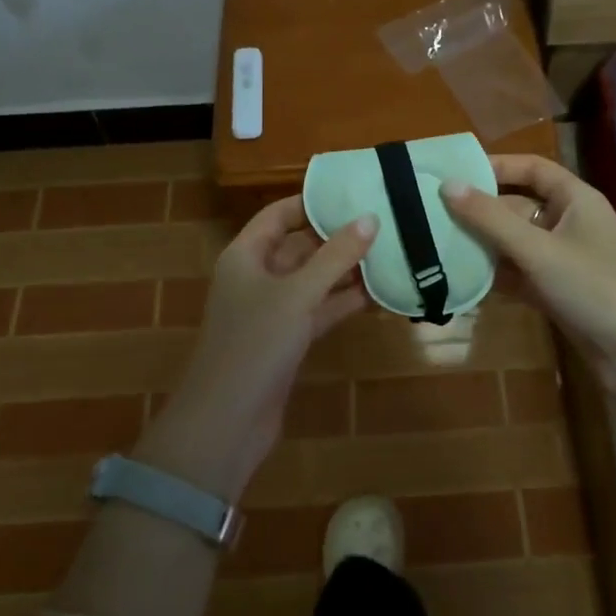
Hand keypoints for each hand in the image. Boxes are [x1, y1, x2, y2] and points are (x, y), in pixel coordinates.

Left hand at [137, 195, 375, 498]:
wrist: (227, 423)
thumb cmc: (255, 344)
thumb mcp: (298, 294)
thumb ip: (335, 256)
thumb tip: (370, 218)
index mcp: (245, 255)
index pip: (279, 215)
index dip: (311, 202)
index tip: (351, 193)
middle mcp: (256, 277)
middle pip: (299, 245)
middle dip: (336, 236)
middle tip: (382, 221)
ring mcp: (271, 310)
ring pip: (312, 279)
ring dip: (345, 270)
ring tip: (389, 252)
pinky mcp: (286, 339)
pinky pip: (318, 309)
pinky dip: (343, 301)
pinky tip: (378, 294)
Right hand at [443, 156, 615, 494]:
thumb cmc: (594, 286)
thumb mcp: (538, 248)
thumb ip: (490, 218)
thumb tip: (447, 185)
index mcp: (575, 199)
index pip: (532, 168)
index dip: (496, 166)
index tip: (454, 172)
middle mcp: (568, 223)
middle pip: (517, 207)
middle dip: (480, 211)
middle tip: (431, 213)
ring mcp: (562, 260)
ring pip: (514, 243)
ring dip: (482, 245)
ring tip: (436, 245)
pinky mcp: (556, 293)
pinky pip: (518, 275)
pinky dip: (494, 276)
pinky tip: (460, 280)